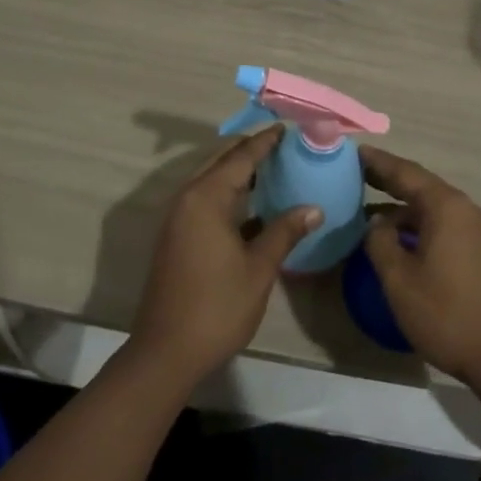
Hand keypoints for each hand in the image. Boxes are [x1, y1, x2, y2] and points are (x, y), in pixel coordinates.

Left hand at [130, 126, 321, 387]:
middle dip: (250, 150)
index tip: (286, 128)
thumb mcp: (259, 268)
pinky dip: (227, 192)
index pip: (241, 157)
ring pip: (211, 180)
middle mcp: (188, 198)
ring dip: (237, 171)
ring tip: (271, 166)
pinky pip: (204, 199)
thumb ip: (285, 231)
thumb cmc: (217, 306)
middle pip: (222, 162)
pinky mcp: (176, 236)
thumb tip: (314, 208)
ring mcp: (178, 218)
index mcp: (206, 197)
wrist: (166, 352)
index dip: (265, 142)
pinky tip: (251, 204)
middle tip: (282, 144)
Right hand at [361, 146, 480, 391]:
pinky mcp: (477, 250)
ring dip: (399, 205)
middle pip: (418, 184)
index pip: (404, 172)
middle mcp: (462, 208)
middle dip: (386, 178)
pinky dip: (414, 223)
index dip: (376, 161)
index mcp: (445, 206)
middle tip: (352, 173)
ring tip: (364, 206)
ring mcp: (473, 230)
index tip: (351, 152)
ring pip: (429, 206)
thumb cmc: (447, 314)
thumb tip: (375, 222)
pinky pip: (439, 223)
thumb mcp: (400, 280)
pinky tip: (394, 238)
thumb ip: (380, 242)